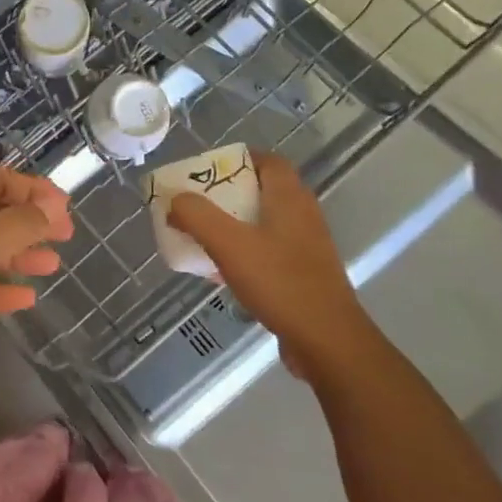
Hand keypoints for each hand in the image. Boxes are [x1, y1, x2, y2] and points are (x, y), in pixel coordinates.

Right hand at [166, 150, 362, 377]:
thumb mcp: (229, 244)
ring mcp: (305, 247)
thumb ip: (197, 216)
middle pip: (261, 191)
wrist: (327, 342)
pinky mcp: (303, 276)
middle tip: (194, 205)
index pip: (268, 161)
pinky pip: (267, 253)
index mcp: (289, 198)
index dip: (237, 159)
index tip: (206, 172)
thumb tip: (175, 200)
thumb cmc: (280, 283)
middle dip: (225, 195)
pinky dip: (243, 254)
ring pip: (262, 224)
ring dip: (231, 226)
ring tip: (200, 237)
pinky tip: (219, 273)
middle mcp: (302, 216)